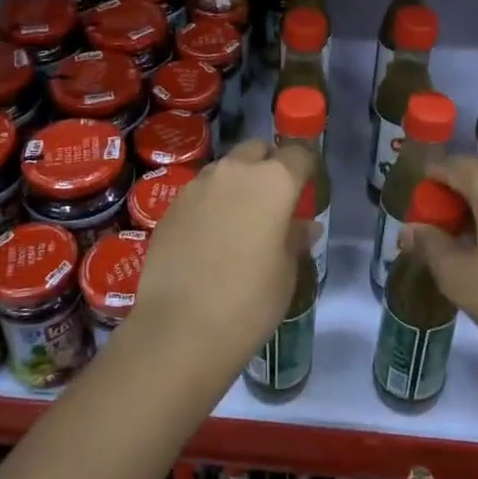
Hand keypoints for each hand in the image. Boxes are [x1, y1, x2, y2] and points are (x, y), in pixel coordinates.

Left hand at [127, 139, 315, 380]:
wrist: (180, 328)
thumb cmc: (249, 301)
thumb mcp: (286, 272)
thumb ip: (295, 239)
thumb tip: (305, 226)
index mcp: (273, 181)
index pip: (298, 153)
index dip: (305, 166)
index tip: (307, 186)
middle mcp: (234, 172)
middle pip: (257, 150)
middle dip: (268, 165)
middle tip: (273, 201)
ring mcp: (197, 186)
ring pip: (225, 169)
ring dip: (237, 183)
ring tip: (240, 221)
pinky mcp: (170, 206)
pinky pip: (200, 193)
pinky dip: (210, 204)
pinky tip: (210, 238)